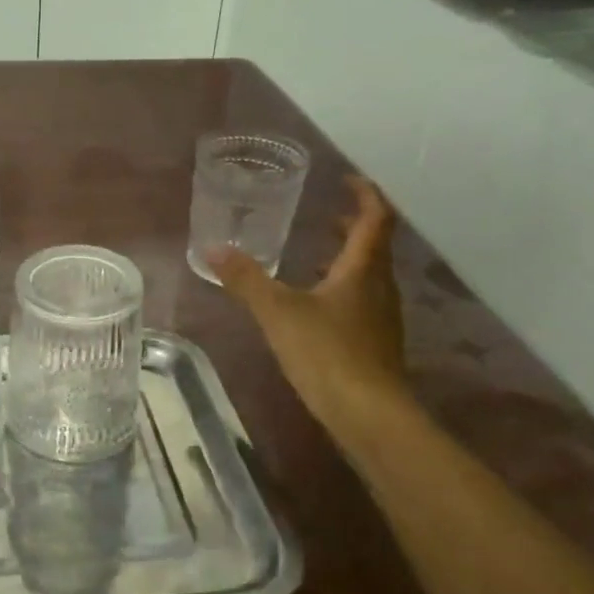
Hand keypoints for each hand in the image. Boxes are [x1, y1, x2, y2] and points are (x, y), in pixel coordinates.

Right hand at [211, 175, 412, 446]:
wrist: (369, 414)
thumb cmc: (327, 353)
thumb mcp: (278, 312)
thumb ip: (246, 280)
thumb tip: (212, 250)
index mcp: (363, 270)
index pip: (375, 218)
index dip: (365, 194)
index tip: (346, 179)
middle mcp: (380, 287)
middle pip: (374, 246)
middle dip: (352, 227)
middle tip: (325, 215)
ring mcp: (381, 318)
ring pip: (368, 276)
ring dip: (346, 259)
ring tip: (313, 255)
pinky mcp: (375, 344)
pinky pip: (361, 302)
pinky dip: (341, 289)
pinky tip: (314, 306)